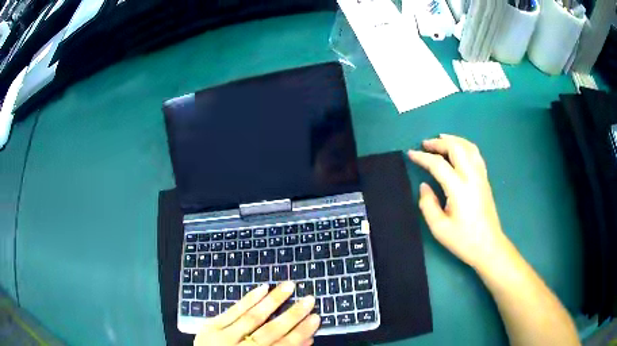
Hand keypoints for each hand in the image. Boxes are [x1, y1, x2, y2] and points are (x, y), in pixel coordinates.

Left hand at [194, 282, 319, 345]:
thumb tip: (307, 340)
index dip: (300, 332)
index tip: (316, 317)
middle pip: (269, 331)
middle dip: (291, 316)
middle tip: (309, 299)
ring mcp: (222, 336)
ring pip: (251, 317)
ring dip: (272, 301)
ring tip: (288, 286)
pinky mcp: (210, 326)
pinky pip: (231, 311)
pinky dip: (248, 299)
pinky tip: (262, 288)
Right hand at [408, 134, 508, 269]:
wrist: (488, 246)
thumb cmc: (463, 240)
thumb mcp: (439, 228)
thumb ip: (427, 204)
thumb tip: (424, 186)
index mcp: (459, 188)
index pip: (438, 164)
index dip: (422, 157)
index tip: (410, 153)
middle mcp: (471, 176)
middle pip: (455, 148)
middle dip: (438, 143)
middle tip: (425, 144)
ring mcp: (481, 176)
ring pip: (468, 147)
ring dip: (453, 140)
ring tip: (441, 138)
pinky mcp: (485, 179)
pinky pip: (476, 154)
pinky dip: (465, 146)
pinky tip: (459, 149)